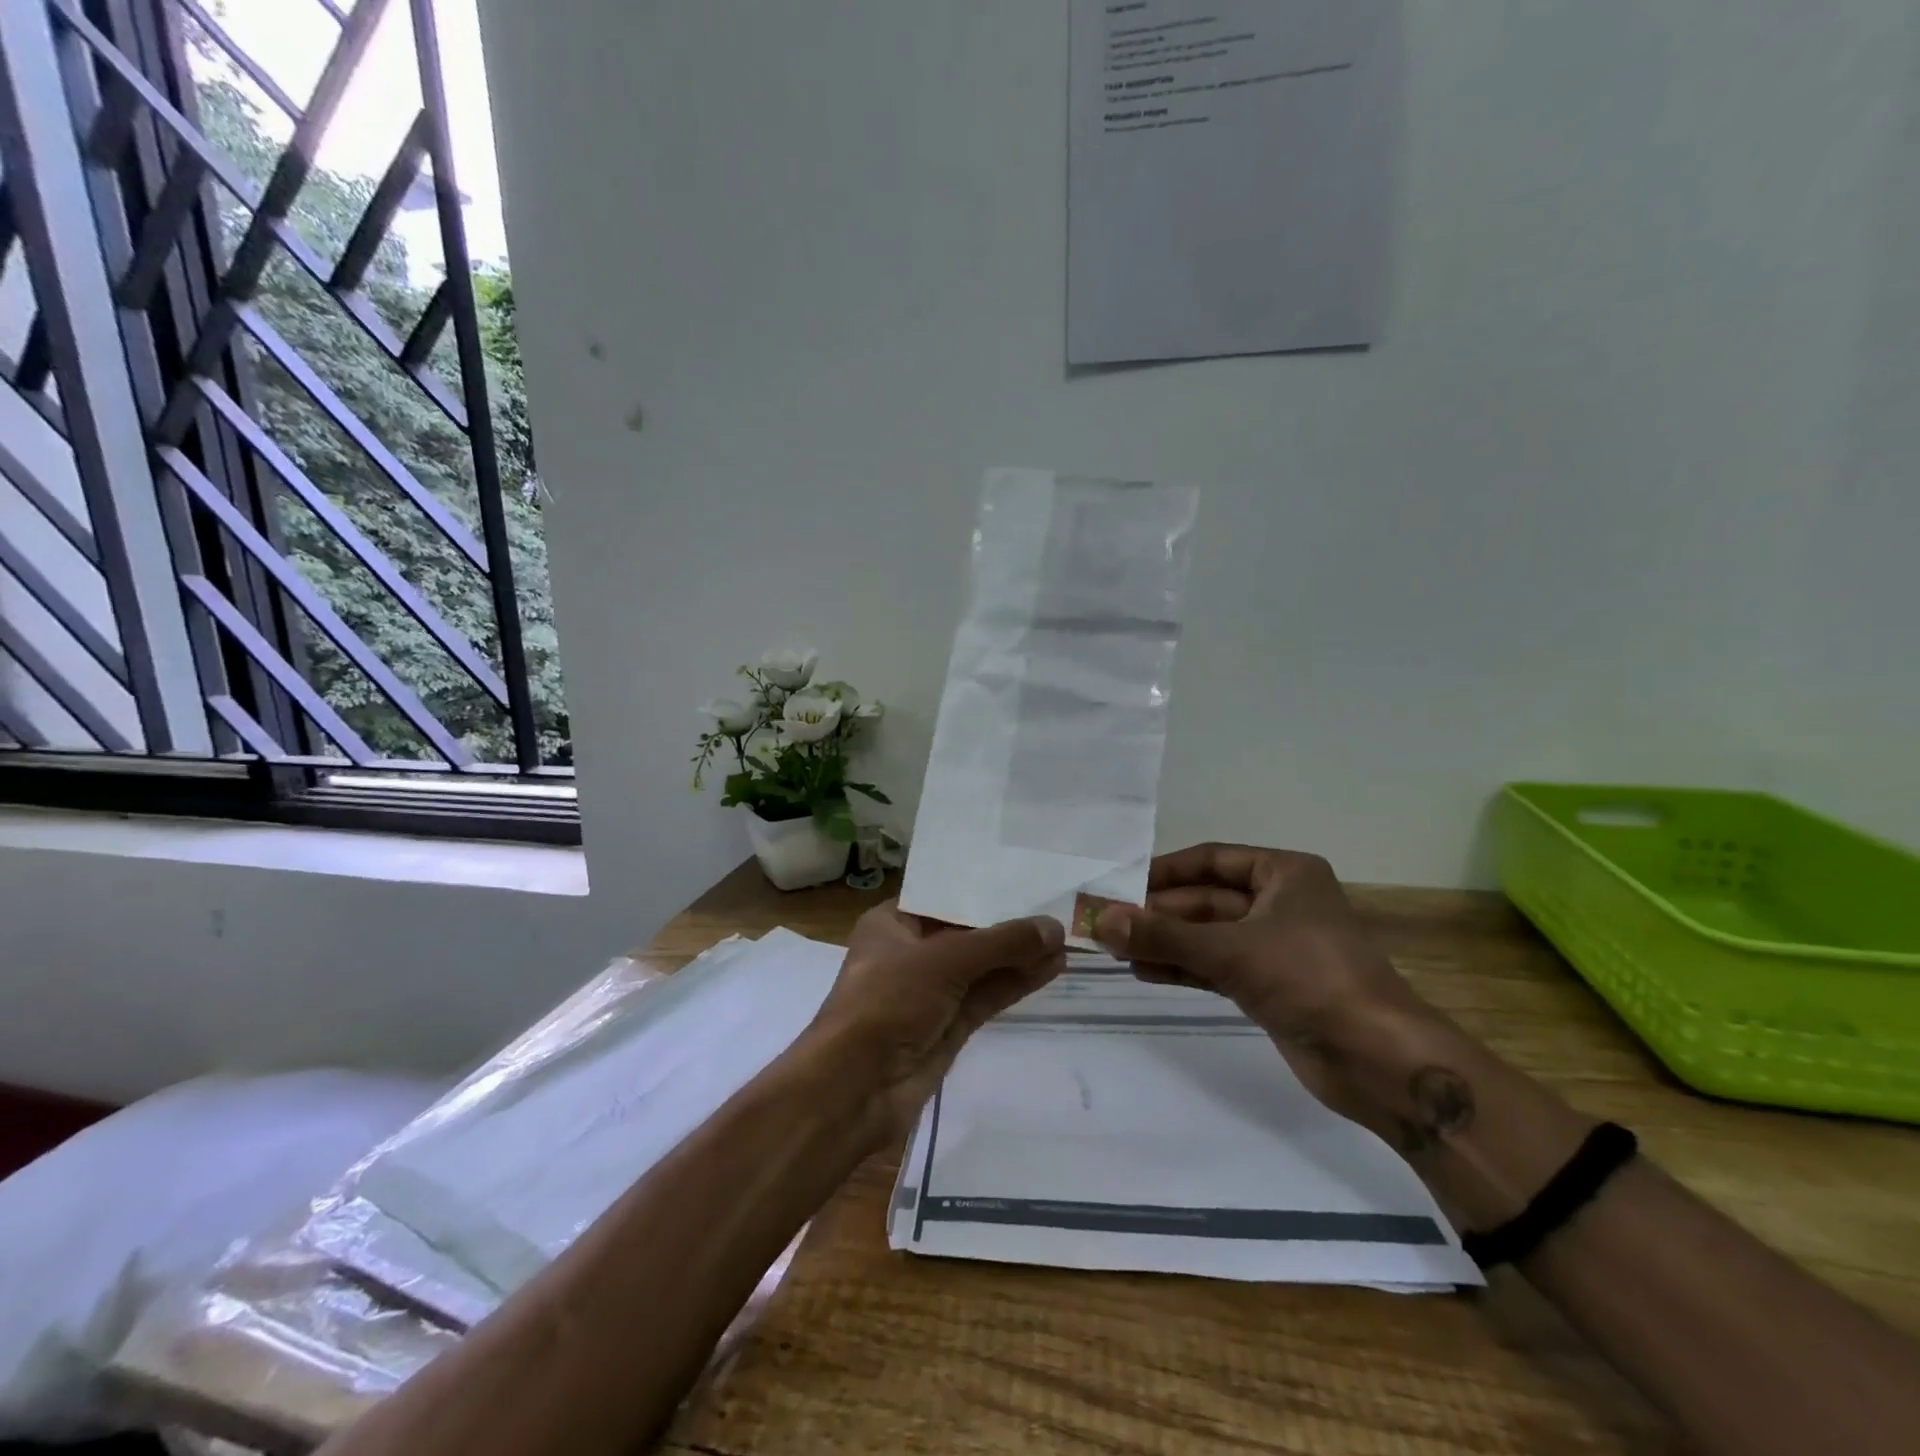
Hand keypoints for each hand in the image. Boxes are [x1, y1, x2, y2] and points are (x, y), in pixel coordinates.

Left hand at [802, 902, 1065, 1145]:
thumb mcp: (943, 960)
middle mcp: (911, 952)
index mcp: (892, 923)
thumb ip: (1000, 943)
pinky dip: (1017, 981)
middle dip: (1008, 922)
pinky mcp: (949, 1025)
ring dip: (1020, 953)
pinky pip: (988, 994)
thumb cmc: (886, 1001)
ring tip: (1065, 936)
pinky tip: (1052, 966)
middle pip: (967, 930)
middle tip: (1056, 904)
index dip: (982, 886)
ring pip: (983, 965)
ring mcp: (931, 991)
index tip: (1024, 872)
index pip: (943, 896)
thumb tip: (1055, 928)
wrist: (855, 1089)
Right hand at [1093, 844, 1454, 1144]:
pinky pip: (1216, 966)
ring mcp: (1276, 946)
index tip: (1119, 885)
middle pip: (1205, 899)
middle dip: (1158, 913)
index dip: (1164, 871)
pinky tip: (1145, 972)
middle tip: (1107, 924)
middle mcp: (1280, 903)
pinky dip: (1183, 967)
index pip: (1211, 860)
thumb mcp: (1230, 949)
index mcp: (1284, 873)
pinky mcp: (1272, 985)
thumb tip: (1099, 921)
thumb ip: (1162, 935)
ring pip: (1208, 935)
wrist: (1379, 1060)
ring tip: (1116, 950)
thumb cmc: (1310, 979)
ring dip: (1166, 942)